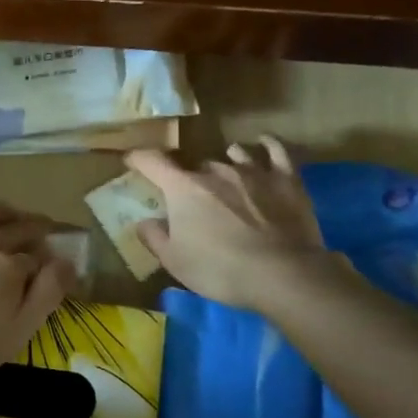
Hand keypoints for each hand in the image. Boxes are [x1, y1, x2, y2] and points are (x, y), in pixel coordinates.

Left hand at [0, 205, 75, 386]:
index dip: (46, 258)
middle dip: (31, 226)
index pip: (35, 256)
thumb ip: (46, 294)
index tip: (51, 260)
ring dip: (0, 213)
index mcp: (9, 268)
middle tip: (42, 224)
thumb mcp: (18, 332)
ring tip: (10, 212)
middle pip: (12, 229)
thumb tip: (67, 262)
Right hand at [126, 136, 338, 311]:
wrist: (281, 274)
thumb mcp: (175, 262)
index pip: (153, 162)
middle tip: (192, 197)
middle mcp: (216, 171)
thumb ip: (154, 237)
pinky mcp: (286, 179)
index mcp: (184, 188)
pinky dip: (267, 145)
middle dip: (190, 177)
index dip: (139, 158)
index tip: (131, 160)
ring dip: (225, 161)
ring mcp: (253, 171)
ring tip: (225, 170)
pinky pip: (276, 151)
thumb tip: (143, 221)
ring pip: (233, 154)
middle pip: (196, 165)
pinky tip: (263, 143)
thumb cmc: (219, 269)